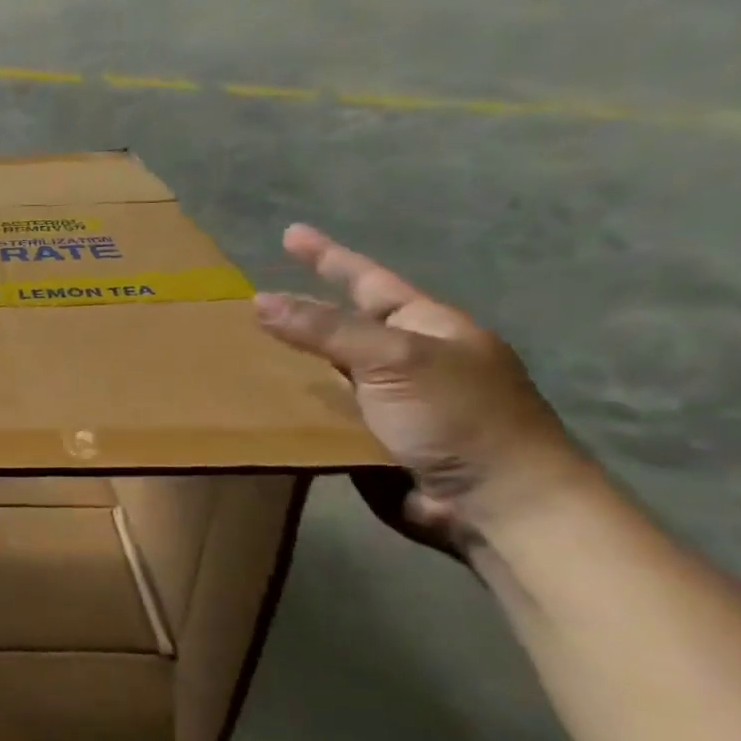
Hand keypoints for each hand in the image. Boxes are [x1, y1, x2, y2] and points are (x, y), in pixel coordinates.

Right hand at [254, 224, 583, 553]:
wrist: (497, 504)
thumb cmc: (459, 417)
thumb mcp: (392, 359)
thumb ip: (324, 329)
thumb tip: (259, 299)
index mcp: (427, 327)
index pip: (369, 280)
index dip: (329, 257)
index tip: (291, 235)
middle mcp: (409, 360)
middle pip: (344, 326)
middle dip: (302, 314)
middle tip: (254, 301)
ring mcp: (393, 403)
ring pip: (329, 373)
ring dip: (291, 365)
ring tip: (242, 353)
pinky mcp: (375, 443)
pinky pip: (325, 416)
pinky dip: (296, 409)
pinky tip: (261, 405)